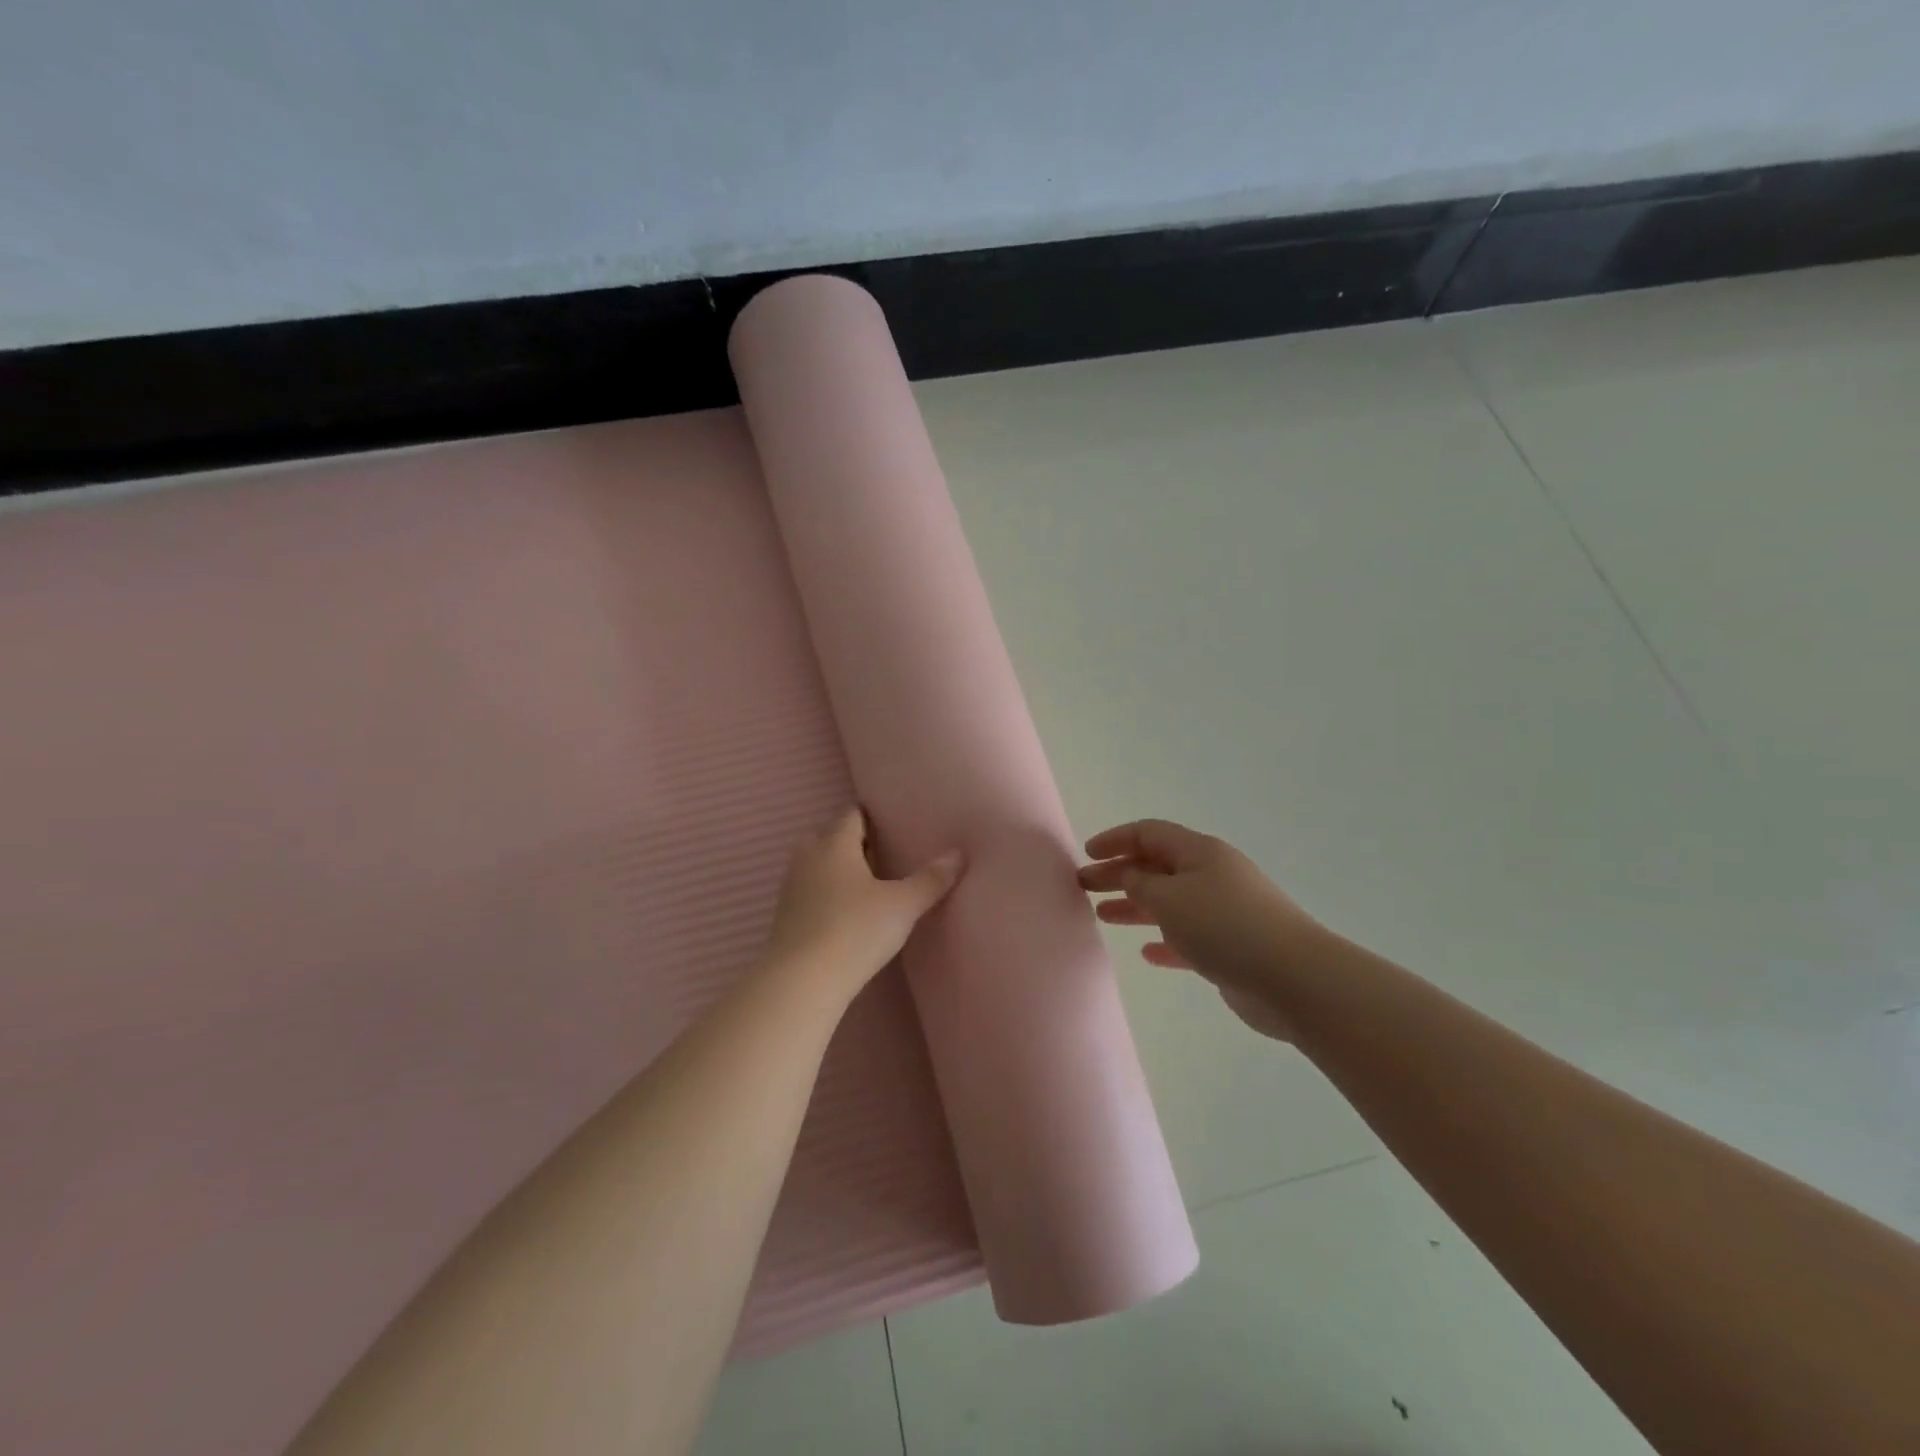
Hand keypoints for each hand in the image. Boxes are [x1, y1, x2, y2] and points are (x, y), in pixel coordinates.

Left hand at [763, 807, 963, 998]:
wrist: (801, 981)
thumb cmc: (855, 930)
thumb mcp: (902, 905)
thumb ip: (930, 879)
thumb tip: (958, 853)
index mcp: (834, 844)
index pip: (851, 816)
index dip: (870, 815)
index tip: (891, 820)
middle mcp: (808, 858)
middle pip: (827, 836)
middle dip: (850, 840)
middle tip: (879, 852)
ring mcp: (791, 888)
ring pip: (814, 864)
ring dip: (834, 868)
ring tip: (865, 883)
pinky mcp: (783, 918)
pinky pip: (807, 892)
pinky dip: (824, 893)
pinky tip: (844, 912)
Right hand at [1078, 819, 1321, 1040]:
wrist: (1294, 978)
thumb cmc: (1224, 926)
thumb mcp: (1170, 898)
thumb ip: (1140, 884)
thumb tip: (1130, 876)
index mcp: (1199, 852)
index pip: (1148, 833)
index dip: (1115, 839)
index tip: (1086, 854)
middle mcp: (1211, 875)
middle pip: (1156, 866)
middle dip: (1119, 873)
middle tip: (1084, 886)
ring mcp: (1223, 911)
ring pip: (1170, 902)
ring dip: (1136, 906)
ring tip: (1103, 916)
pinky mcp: (1231, 947)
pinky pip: (1189, 937)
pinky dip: (1165, 941)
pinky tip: (1147, 954)